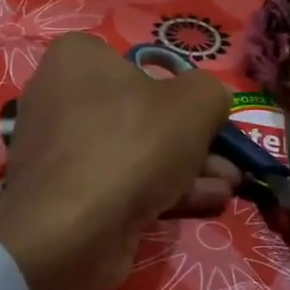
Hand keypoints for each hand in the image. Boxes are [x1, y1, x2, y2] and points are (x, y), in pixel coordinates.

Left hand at [0, 34, 238, 289]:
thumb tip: (212, 101)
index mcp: (78, 58)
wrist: (73, 230)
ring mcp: (60, 150)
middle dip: (193, 138)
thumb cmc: (133, 144)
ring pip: (136, 151)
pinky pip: (122, 182)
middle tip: (229, 158)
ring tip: (228, 186)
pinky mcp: (66, 194)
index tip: (208, 114)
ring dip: (187, 168)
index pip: (139, 62)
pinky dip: (162, 190)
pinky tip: (206, 203)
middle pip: (142, 113)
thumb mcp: (196, 103)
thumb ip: (211, 93)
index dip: (180, 88)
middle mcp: (59, 96)